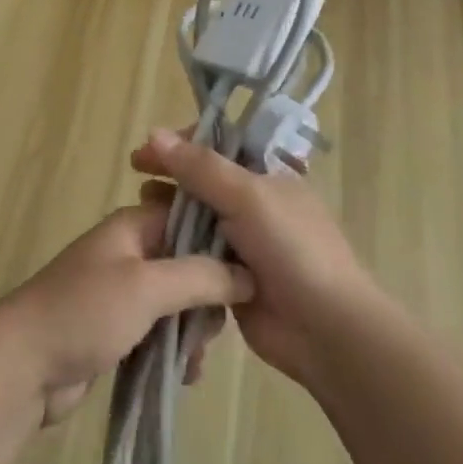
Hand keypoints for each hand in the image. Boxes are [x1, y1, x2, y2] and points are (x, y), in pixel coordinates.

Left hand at [0, 200, 253, 426]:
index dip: (221, 239)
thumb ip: (199, 276)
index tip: (248, 272)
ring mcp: (123, 291)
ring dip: (192, 329)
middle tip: (210, 330)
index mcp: (134, 226)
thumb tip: (248, 274)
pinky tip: (183, 375)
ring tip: (193, 361)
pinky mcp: (118, 328)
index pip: (190, 215)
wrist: (22, 366)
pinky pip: (161, 330)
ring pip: (178, 300)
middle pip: (189, 261)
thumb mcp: (147, 287)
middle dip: (208, 296)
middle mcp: (131, 251)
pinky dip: (175, 348)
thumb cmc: (84, 312)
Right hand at [131, 128, 372, 389]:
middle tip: (136, 180)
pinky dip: (175, 250)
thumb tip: (153, 133)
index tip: (146, 151)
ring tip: (140, 213)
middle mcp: (253, 204)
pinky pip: (195, 257)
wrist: (326, 329)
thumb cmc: (292, 249)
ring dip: (168, 214)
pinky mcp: (229, 279)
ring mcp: (242, 243)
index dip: (181, 145)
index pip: (217, 147)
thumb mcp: (247, 197)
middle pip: (202, 182)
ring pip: (195, 220)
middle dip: (169, 178)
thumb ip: (200, 167)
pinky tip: (151, 249)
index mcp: (266, 175)